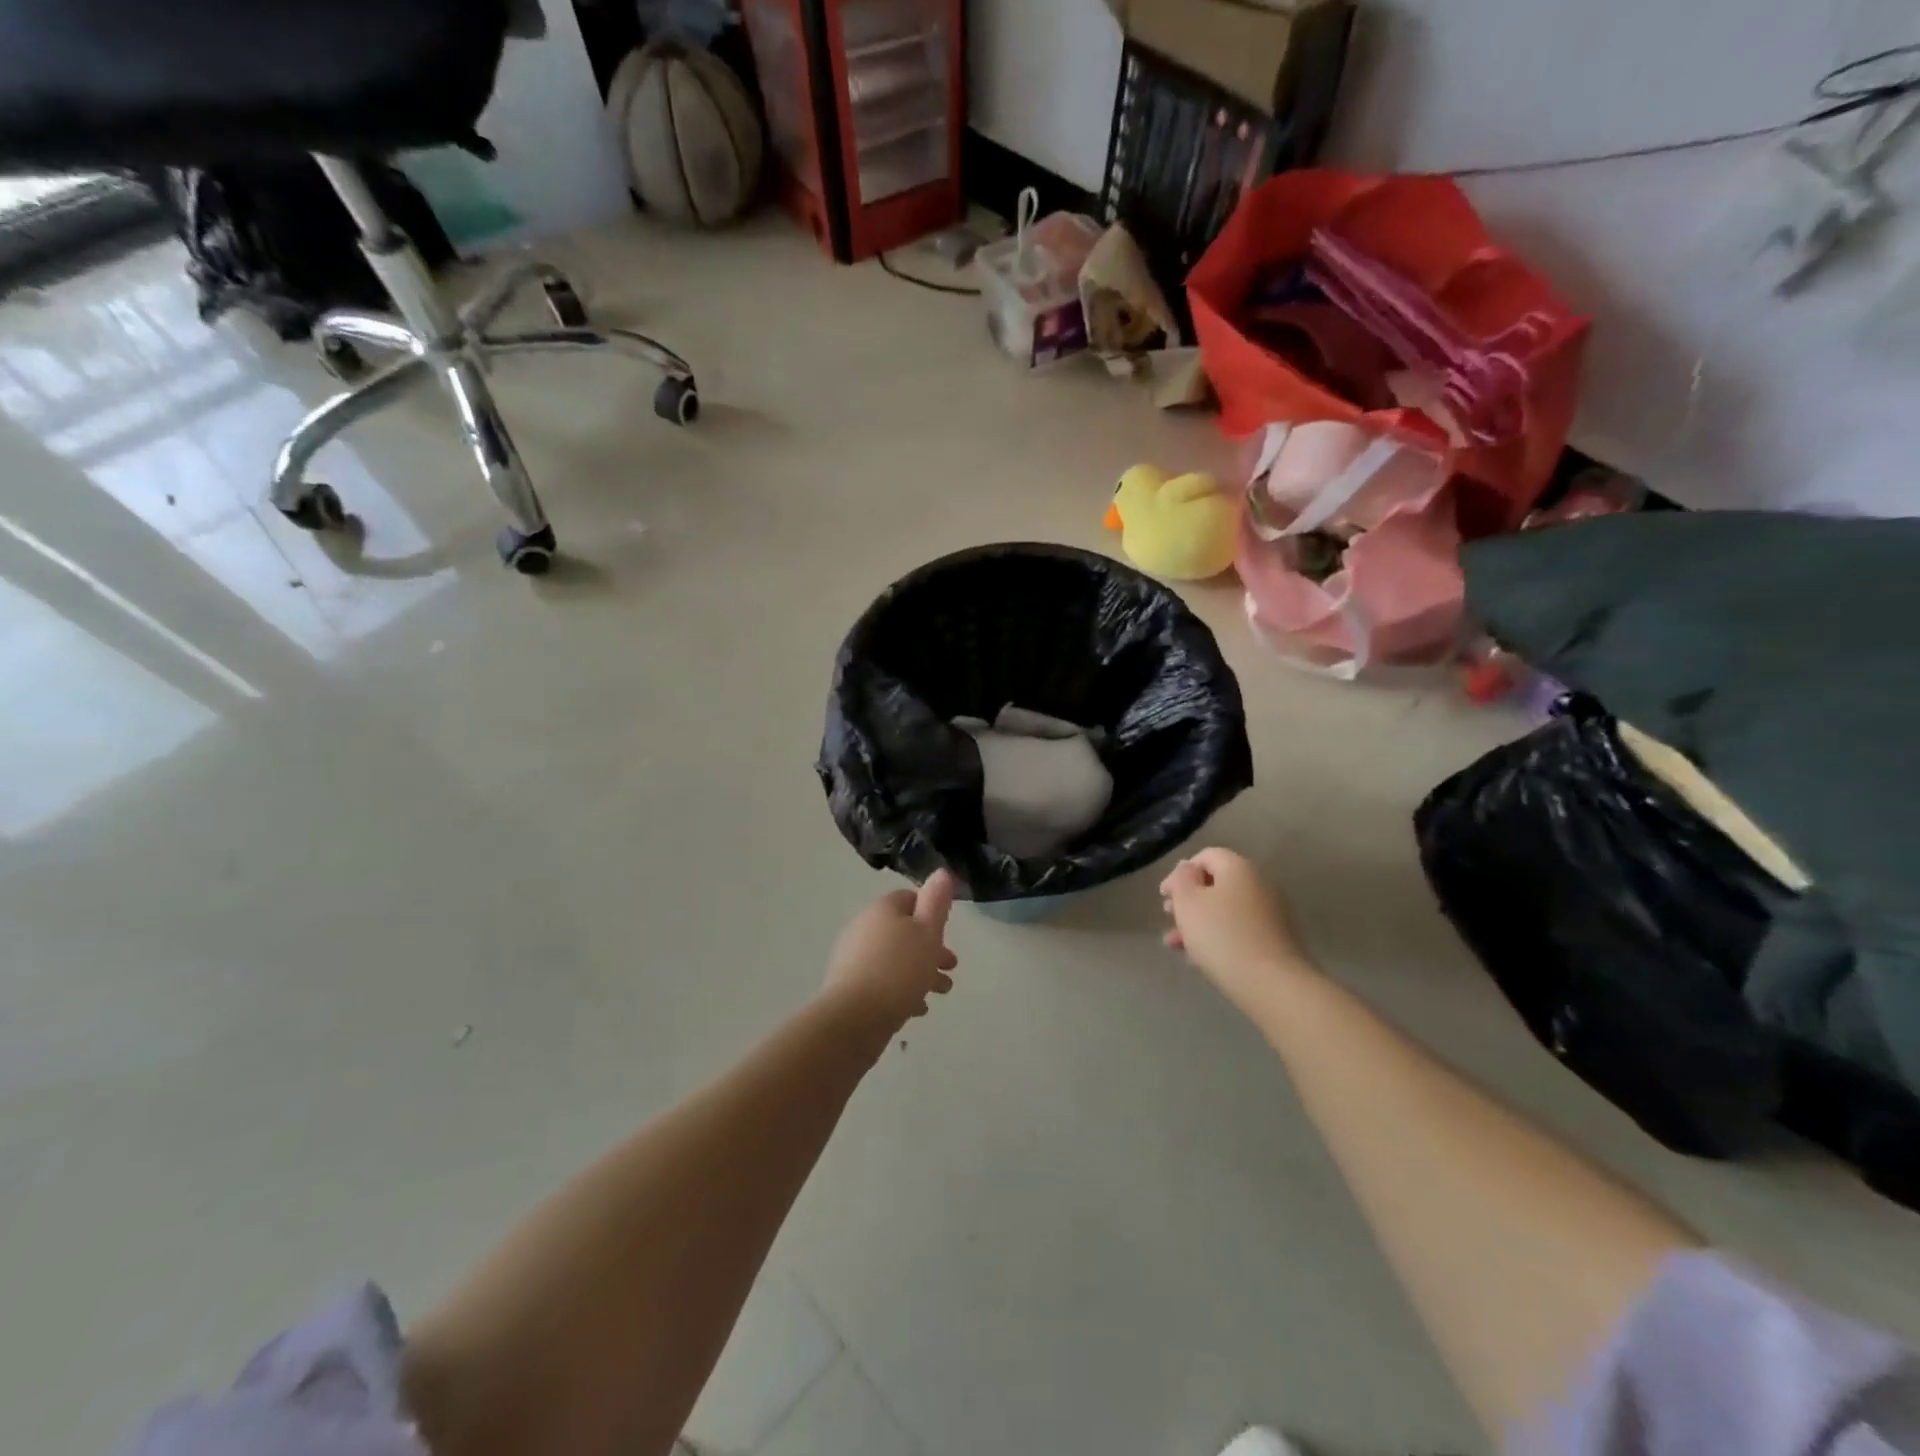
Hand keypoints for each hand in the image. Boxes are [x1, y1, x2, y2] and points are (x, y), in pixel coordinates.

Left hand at [824, 871, 958, 1028]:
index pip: (910, 899)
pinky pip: (881, 981)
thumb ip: (936, 902)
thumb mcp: (928, 932)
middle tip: (950, 967)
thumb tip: (941, 873)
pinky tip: (916, 1009)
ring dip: (919, 972)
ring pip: (894, 958)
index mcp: (883, 909)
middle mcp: (864, 927)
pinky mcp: (849, 985)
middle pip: (903, 931)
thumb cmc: (899, 970)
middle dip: (930, 948)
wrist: (854, 1017)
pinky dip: (901, 989)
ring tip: (940, 992)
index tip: (947, 932)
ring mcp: (853, 957)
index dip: (931, 913)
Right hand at [1160, 849, 1312, 1012]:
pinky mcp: (1278, 941)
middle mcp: (1260, 884)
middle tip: (1170, 918)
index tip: (1165, 896)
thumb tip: (1188, 868)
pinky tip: (1201, 960)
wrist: (1274, 985)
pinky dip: (1220, 939)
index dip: (1181, 873)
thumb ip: (1182, 879)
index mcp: (1238, 868)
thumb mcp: (1188, 903)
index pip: (1206, 856)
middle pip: (1217, 884)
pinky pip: (1241, 932)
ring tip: (1177, 946)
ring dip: (1199, 924)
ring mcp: (1273, 914)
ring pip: (1227, 911)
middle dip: (1189, 901)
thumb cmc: (1222, 937)